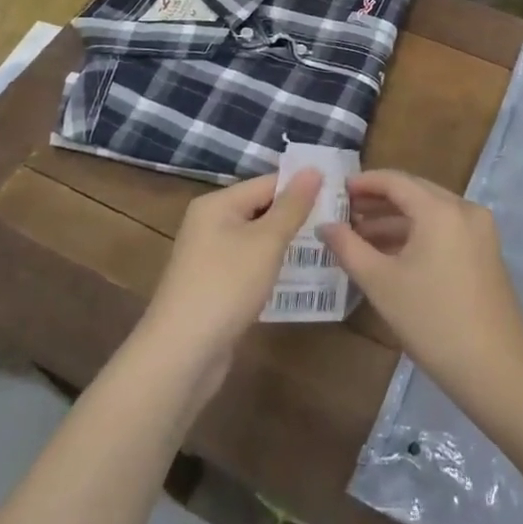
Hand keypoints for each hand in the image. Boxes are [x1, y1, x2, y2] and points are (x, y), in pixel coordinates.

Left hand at [137, 171, 323, 389]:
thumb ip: (292, 206)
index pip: (268, 183)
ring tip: (327, 246)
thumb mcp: (266, 242)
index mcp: (217, 204)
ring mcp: (210, 256)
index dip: (303, 187)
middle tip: (340, 222)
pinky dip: (272, 267)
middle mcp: (210, 223)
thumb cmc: (226, 286)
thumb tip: (313, 169)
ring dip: (287, 243)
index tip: (340, 196)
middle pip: (262, 209)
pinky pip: (250, 264)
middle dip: (297, 216)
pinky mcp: (214, 285)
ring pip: (257, 239)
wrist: (181, 354)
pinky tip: (298, 276)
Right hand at [322, 171, 522, 401]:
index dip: (364, 183)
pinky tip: (391, 253)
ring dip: (396, 220)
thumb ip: (348, 248)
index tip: (337, 190)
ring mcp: (479, 230)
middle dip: (379, 200)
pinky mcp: (485, 251)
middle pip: (415, 192)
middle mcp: (464, 209)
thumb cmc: (432, 321)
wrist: (495, 369)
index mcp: (440, 209)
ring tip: (359, 235)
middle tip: (344, 212)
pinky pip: (445, 229)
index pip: (396, 181)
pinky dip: (417, 234)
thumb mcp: (381, 284)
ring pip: (430, 212)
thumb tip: (325, 226)